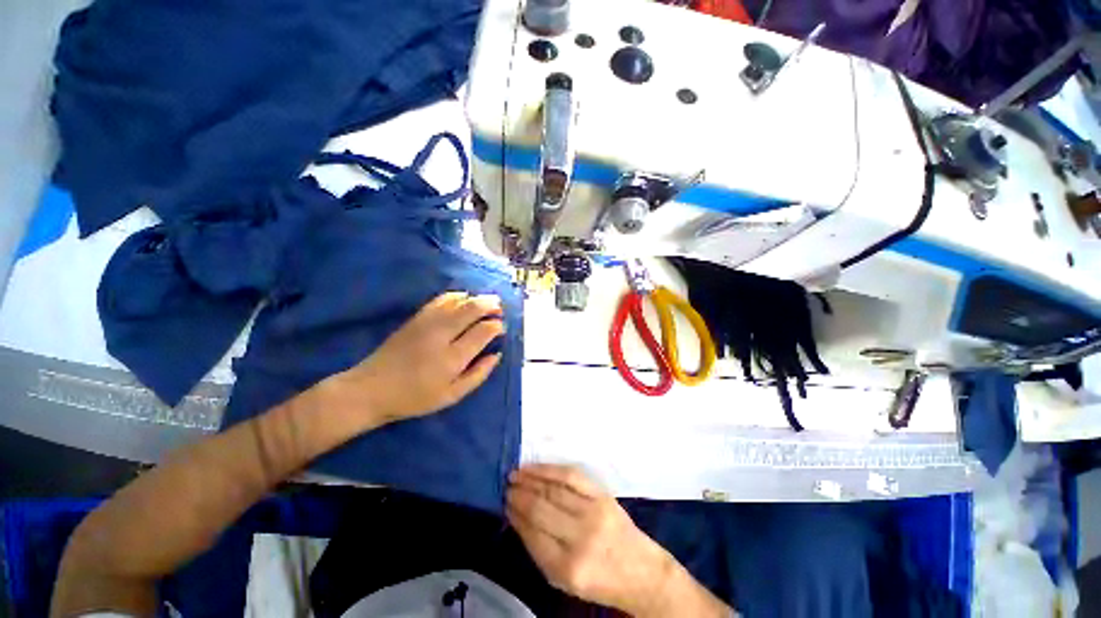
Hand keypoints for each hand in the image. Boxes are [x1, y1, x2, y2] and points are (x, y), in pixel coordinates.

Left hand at [329, 292, 504, 426]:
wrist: (371, 389)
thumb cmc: (415, 397)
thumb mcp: (452, 396)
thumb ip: (478, 374)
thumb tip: (497, 355)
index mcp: (453, 357)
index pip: (483, 331)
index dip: (496, 326)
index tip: (501, 328)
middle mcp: (442, 334)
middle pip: (472, 309)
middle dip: (490, 305)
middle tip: (499, 308)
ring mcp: (427, 323)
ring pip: (458, 301)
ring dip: (476, 298)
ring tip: (487, 302)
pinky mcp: (416, 317)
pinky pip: (441, 299)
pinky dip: (457, 296)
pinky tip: (464, 298)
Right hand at [506, 464, 675, 615]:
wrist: (641, 571)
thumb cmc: (598, 580)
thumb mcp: (564, 581)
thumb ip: (539, 550)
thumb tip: (517, 517)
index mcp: (568, 568)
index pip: (532, 534)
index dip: (516, 516)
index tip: (504, 503)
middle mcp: (580, 537)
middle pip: (541, 508)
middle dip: (520, 495)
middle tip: (506, 487)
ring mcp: (593, 512)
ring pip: (553, 489)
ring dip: (530, 479)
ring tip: (515, 474)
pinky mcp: (602, 495)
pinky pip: (571, 475)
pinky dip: (550, 469)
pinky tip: (536, 467)